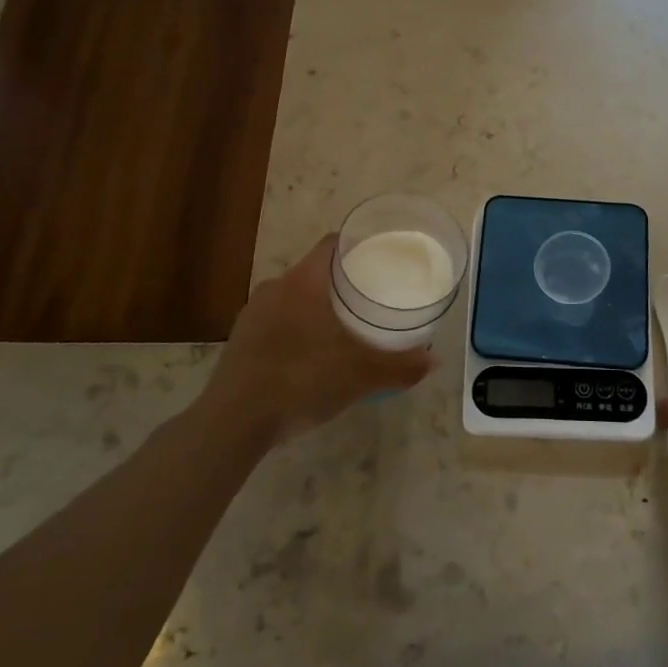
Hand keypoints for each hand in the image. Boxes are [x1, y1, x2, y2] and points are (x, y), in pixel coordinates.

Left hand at [206, 235, 433, 445]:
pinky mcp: (240, 340)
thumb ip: (399, 366)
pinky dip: (297, 329)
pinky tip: (311, 355)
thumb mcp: (360, 376)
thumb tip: (433, 362)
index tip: (381, 256)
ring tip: (344, 327)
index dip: (358, 245)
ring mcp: (253, 314)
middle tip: (371, 297)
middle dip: (342, 281)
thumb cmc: (301, 381)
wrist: (234, 422)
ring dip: (318, 307)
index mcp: (304, 282)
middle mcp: (275, 288)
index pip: (333, 244)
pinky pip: (277, 322)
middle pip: (315, 271)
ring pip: (294, 298)